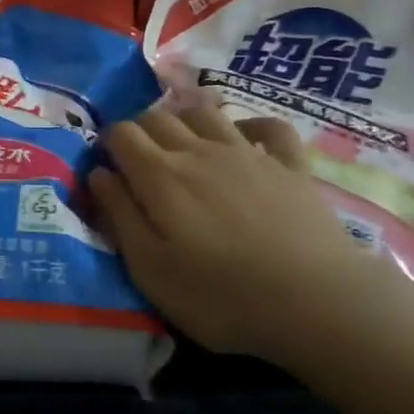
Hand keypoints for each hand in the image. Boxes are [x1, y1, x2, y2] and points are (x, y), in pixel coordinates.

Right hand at [88, 97, 385, 358]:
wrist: (315, 301)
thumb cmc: (221, 295)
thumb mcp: (150, 269)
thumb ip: (118, 216)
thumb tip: (98, 173)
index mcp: (160, 174)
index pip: (121, 134)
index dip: (107, 144)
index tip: (109, 169)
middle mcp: (198, 150)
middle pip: (158, 116)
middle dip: (140, 130)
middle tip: (140, 164)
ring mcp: (246, 152)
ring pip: (205, 112)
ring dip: (185, 119)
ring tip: (183, 146)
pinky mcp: (289, 164)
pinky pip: (268, 126)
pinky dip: (251, 125)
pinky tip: (244, 139)